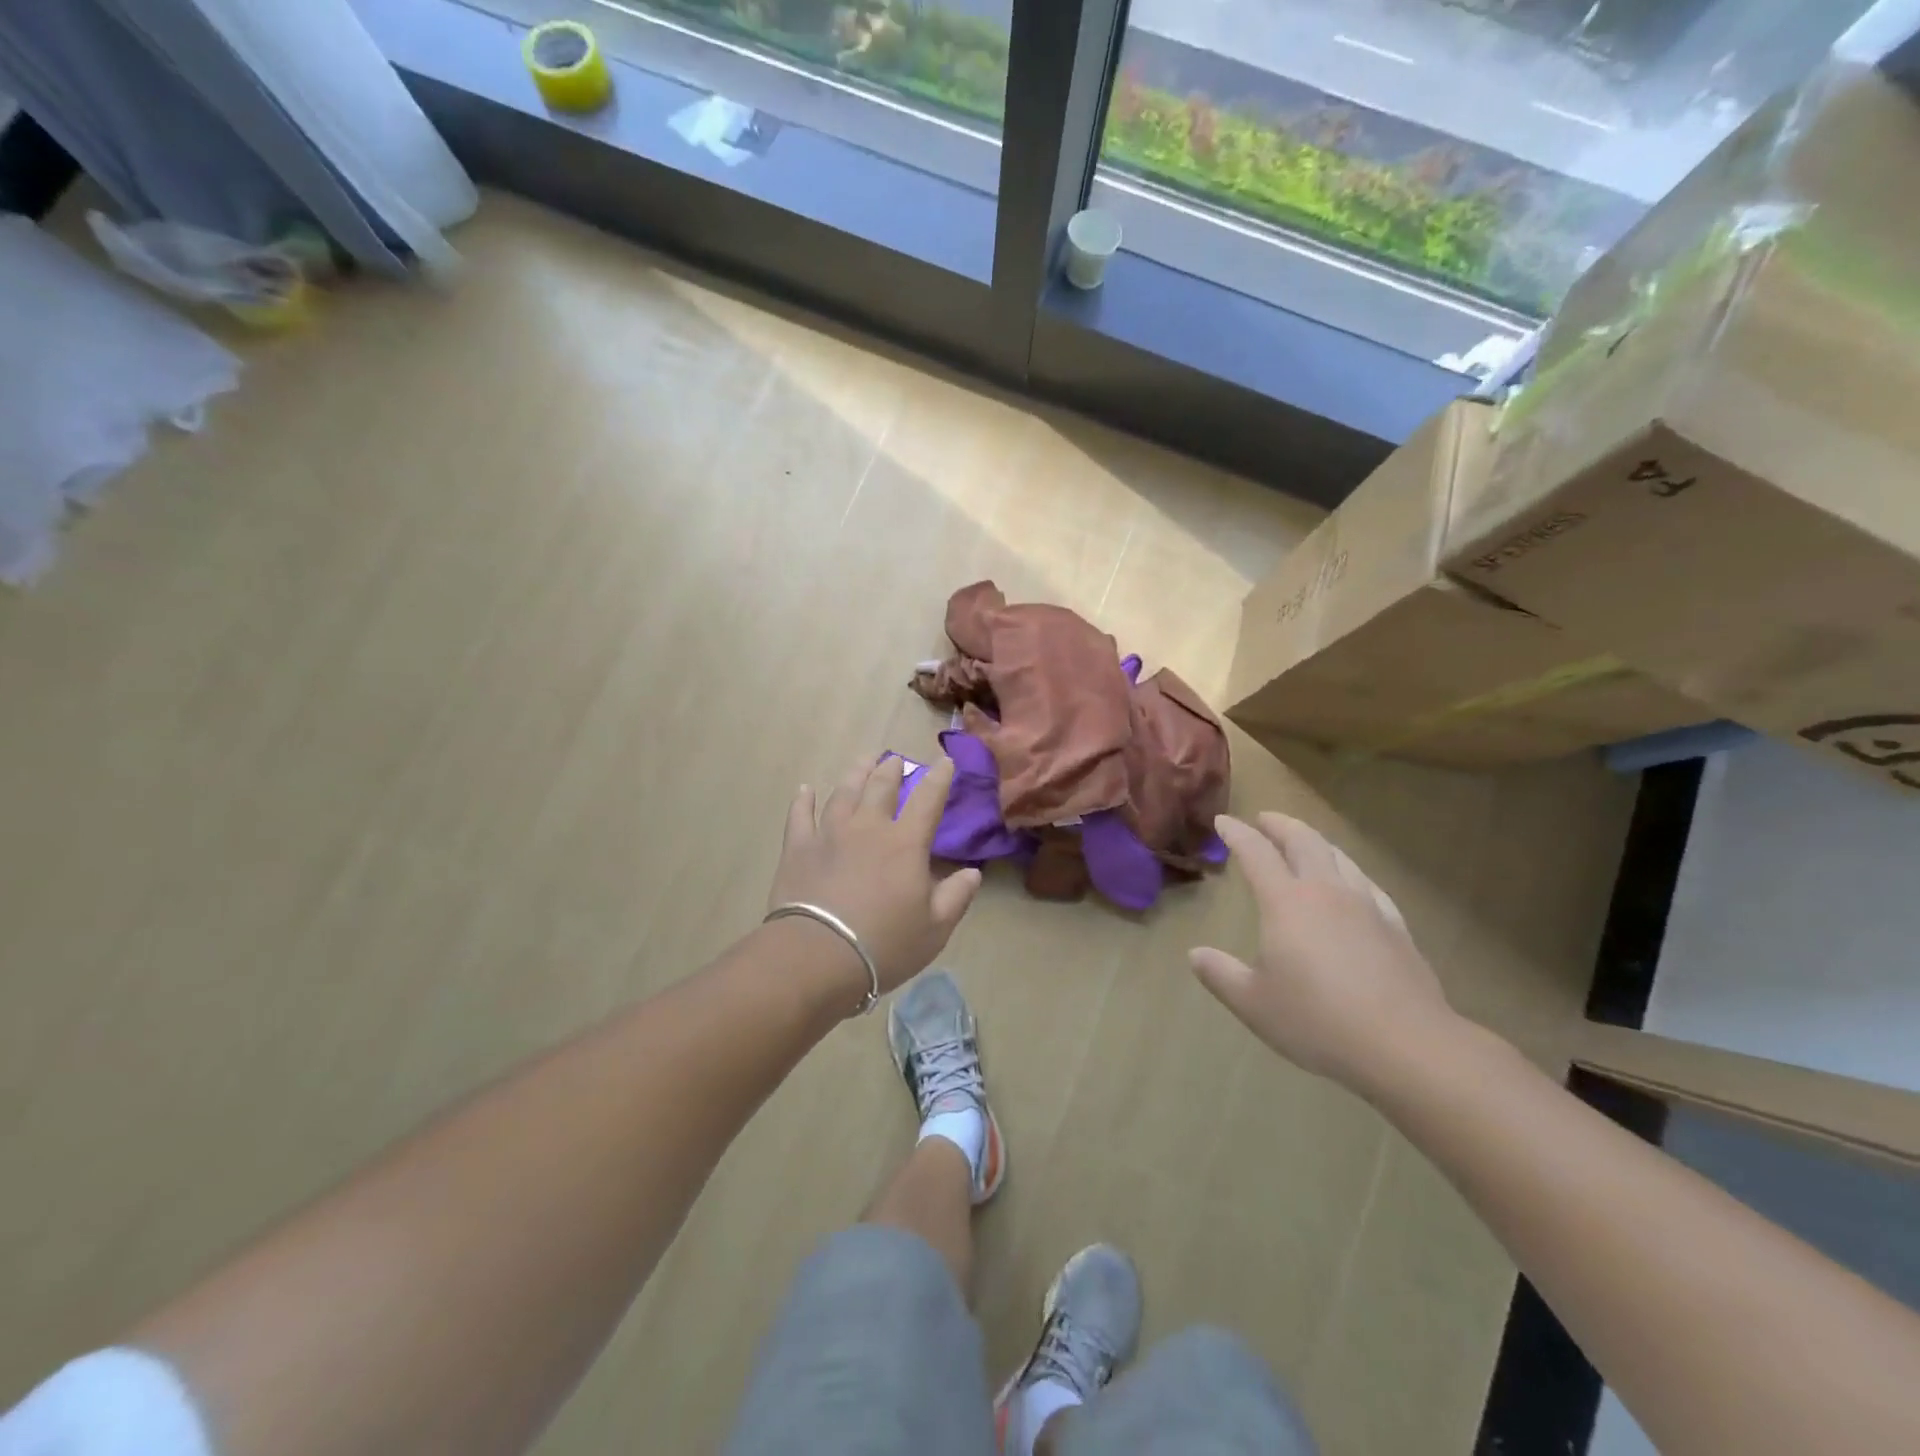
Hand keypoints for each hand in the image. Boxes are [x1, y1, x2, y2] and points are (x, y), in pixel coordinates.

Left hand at [768, 754, 981, 995]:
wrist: (816, 956)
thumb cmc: (884, 945)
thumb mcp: (934, 929)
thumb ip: (956, 897)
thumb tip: (973, 872)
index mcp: (905, 843)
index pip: (928, 799)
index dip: (939, 777)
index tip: (945, 761)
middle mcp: (868, 827)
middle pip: (881, 786)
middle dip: (892, 769)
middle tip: (895, 760)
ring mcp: (829, 833)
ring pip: (844, 792)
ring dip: (856, 773)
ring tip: (863, 761)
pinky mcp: (798, 848)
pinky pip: (800, 815)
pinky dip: (803, 800)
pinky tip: (806, 790)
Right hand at [1189, 813, 1460, 1093]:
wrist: (1406, 1045)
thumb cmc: (1317, 1020)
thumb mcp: (1253, 1003)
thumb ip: (1220, 974)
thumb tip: (1195, 954)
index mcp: (1286, 903)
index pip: (1256, 853)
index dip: (1236, 833)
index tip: (1222, 820)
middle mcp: (1326, 892)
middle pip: (1303, 841)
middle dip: (1280, 825)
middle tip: (1264, 819)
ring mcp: (1366, 906)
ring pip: (1339, 857)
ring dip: (1316, 842)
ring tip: (1305, 842)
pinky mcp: (1396, 927)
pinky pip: (1369, 885)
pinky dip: (1350, 872)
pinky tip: (1353, 884)